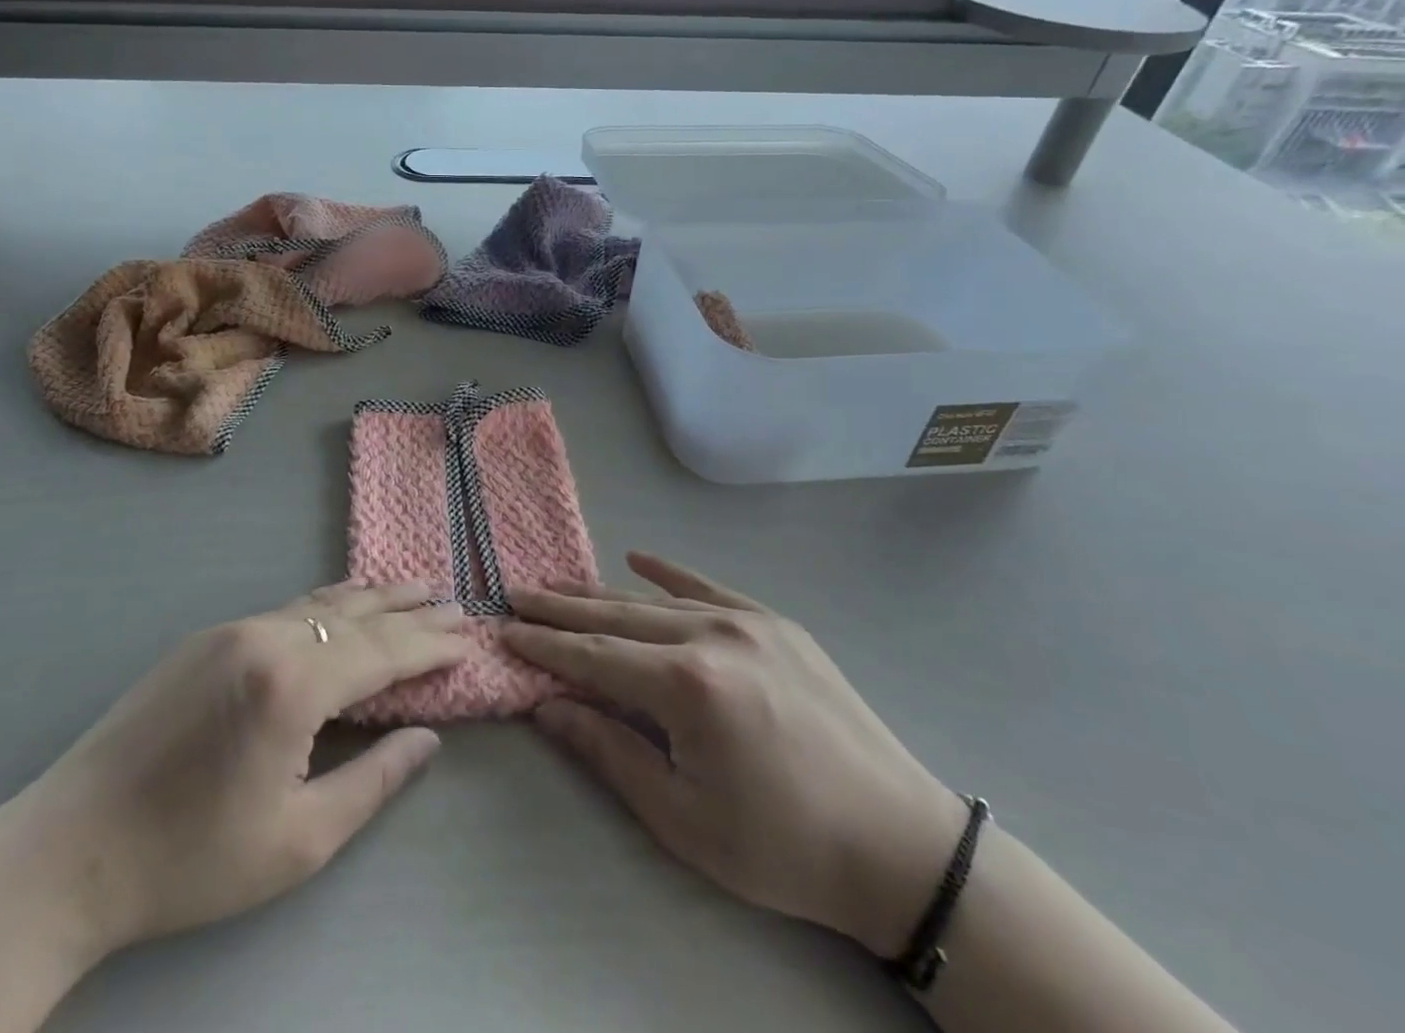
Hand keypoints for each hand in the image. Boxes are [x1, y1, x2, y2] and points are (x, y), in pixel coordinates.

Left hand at [9, 581, 468, 960]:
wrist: (69, 850)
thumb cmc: (190, 861)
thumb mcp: (298, 842)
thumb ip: (373, 780)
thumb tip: (427, 737)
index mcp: (293, 683)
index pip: (383, 653)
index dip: (430, 646)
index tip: (469, 638)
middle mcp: (266, 637)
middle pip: (357, 616)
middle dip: (410, 610)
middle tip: (454, 601)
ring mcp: (231, 630)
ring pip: (320, 605)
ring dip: (371, 599)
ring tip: (414, 587)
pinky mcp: (206, 637)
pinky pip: (285, 611)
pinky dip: (327, 605)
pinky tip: (344, 602)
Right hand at [501, 553, 966, 956]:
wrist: (901, 846)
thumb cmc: (782, 847)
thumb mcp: (683, 817)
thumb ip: (609, 751)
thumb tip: (547, 705)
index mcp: (688, 685)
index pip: (593, 656)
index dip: (544, 645)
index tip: (503, 629)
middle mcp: (712, 635)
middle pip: (616, 616)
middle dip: (561, 608)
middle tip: (516, 594)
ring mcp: (747, 621)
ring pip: (654, 600)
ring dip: (602, 594)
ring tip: (558, 586)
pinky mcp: (775, 622)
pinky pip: (708, 586)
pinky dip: (668, 572)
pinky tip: (637, 556)